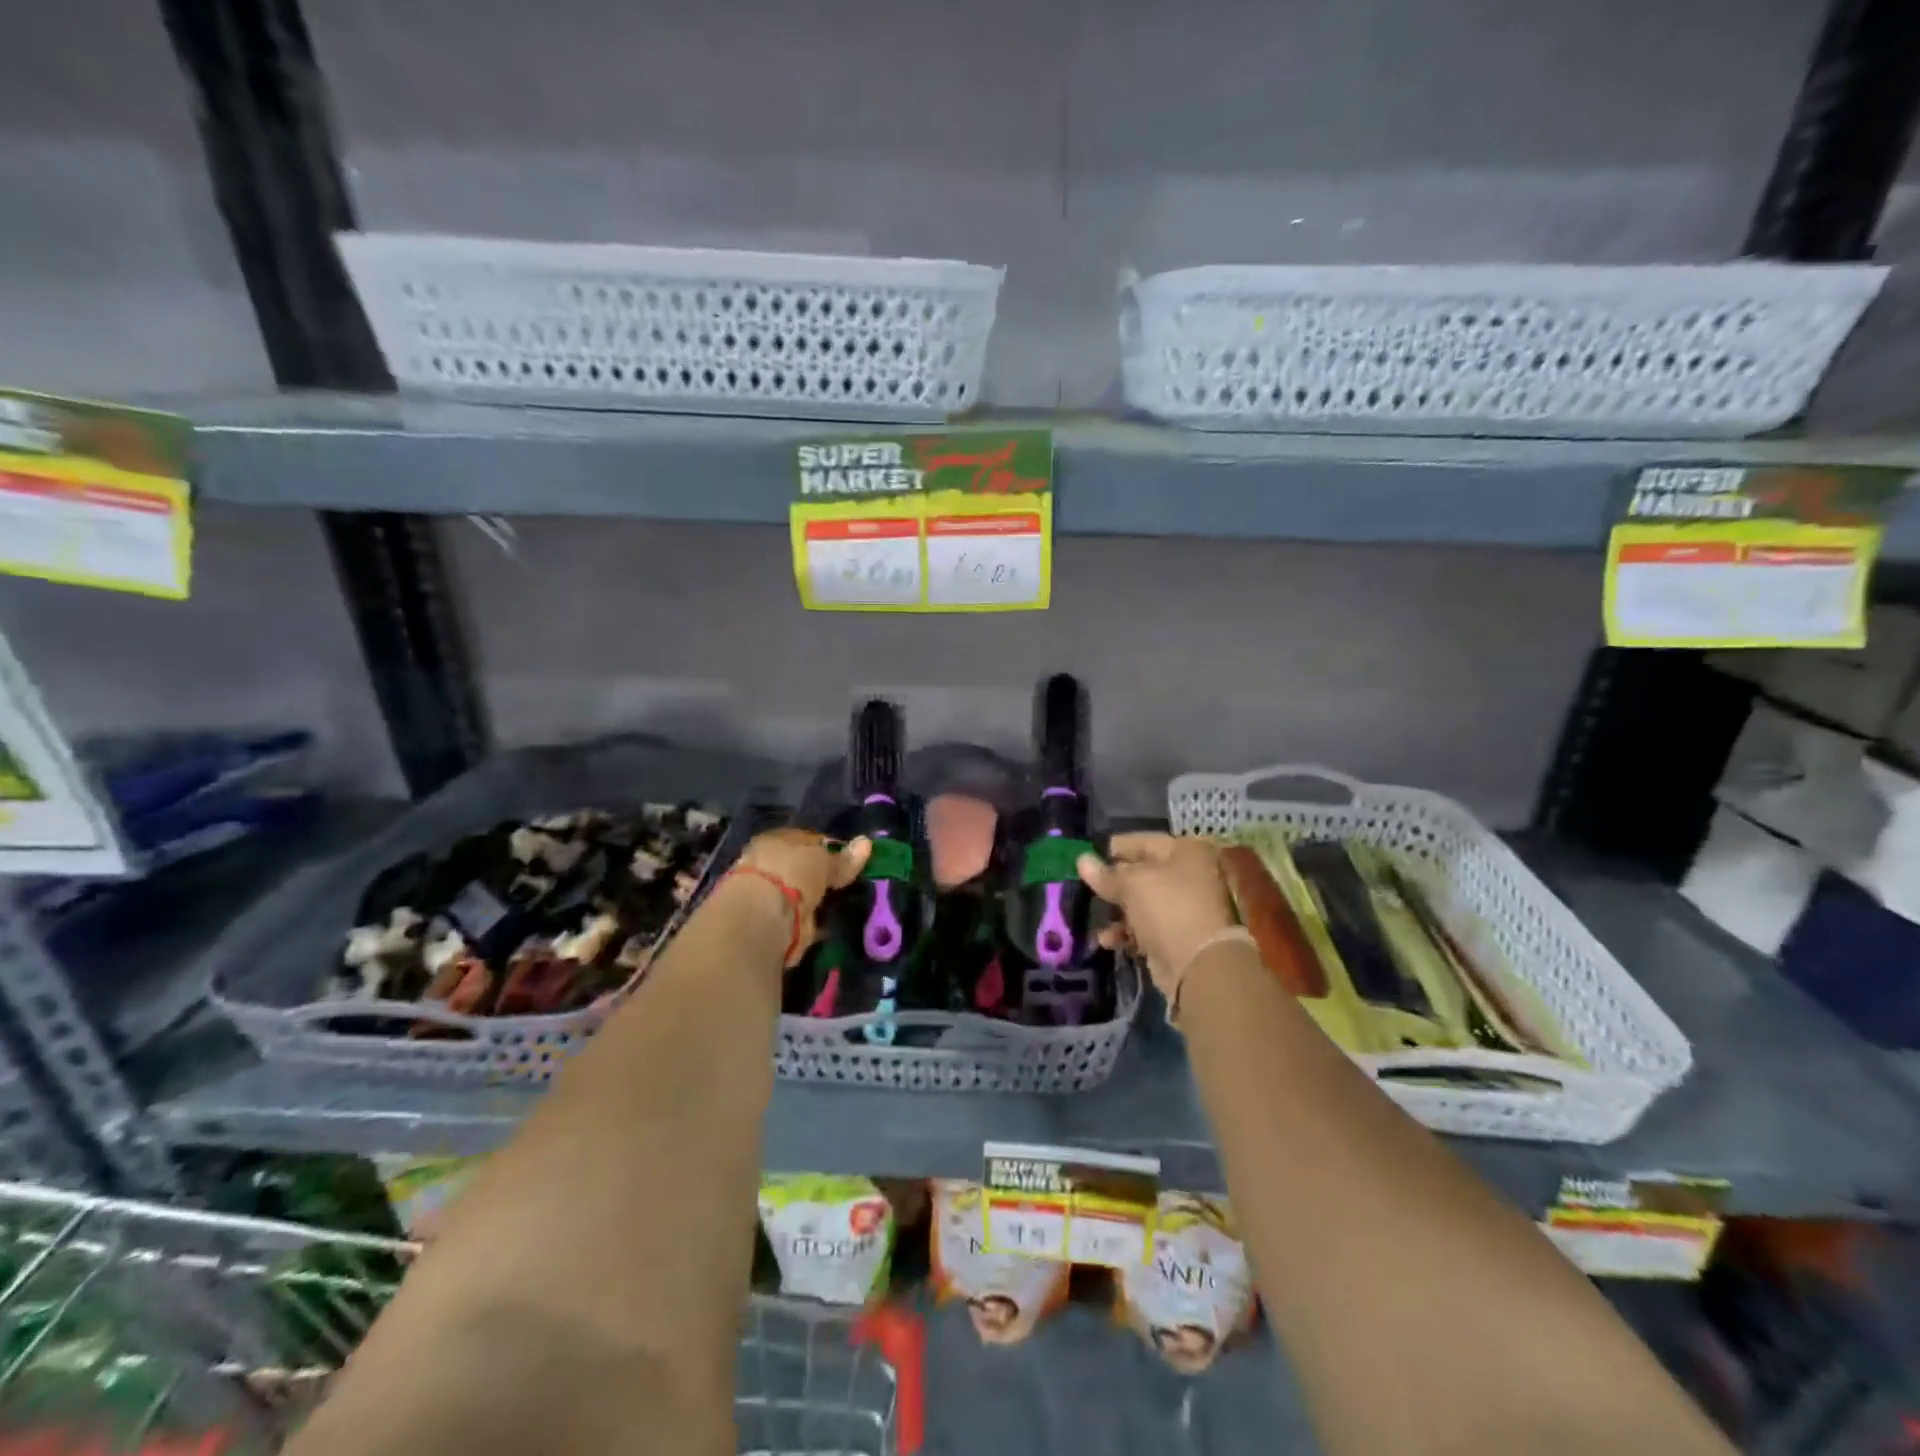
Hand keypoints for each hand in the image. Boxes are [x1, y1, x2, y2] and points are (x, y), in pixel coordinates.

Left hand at [734, 829, 871, 962]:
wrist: (763, 918)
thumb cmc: (791, 874)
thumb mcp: (823, 861)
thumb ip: (843, 858)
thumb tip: (866, 842)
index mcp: (774, 840)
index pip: (805, 839)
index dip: (828, 847)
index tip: (849, 858)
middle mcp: (766, 865)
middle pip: (800, 868)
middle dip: (820, 875)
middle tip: (847, 882)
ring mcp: (767, 895)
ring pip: (799, 892)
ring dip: (815, 898)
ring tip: (842, 903)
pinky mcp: (772, 923)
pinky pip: (799, 916)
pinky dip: (811, 920)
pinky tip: (828, 923)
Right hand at [1076, 833, 1237, 1000]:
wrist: (1198, 965)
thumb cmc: (1167, 908)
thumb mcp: (1131, 884)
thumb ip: (1105, 874)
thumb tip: (1082, 860)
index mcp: (1185, 852)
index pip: (1143, 841)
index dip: (1115, 847)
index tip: (1088, 854)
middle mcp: (1188, 875)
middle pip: (1142, 872)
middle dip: (1113, 881)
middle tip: (1085, 884)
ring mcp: (1183, 907)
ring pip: (1141, 902)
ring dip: (1116, 910)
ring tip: (1092, 914)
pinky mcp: (1176, 936)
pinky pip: (1144, 927)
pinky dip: (1125, 932)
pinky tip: (1106, 939)